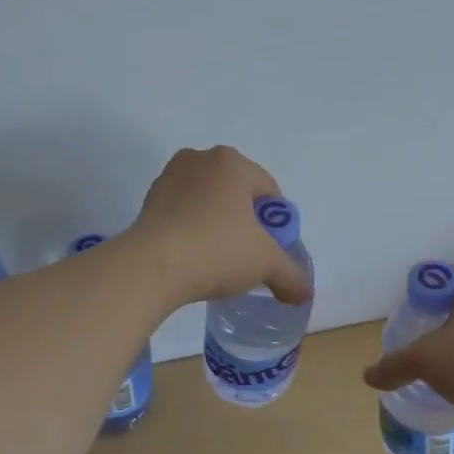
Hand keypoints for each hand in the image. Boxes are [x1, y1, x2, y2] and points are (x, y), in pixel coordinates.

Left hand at [125, 146, 314, 310]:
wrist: (152, 267)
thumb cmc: (217, 250)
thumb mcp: (265, 263)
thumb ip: (290, 275)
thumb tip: (304, 293)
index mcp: (232, 162)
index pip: (268, 190)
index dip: (275, 223)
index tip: (271, 250)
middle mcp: (200, 160)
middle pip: (236, 193)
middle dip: (245, 222)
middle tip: (248, 255)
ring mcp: (170, 178)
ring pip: (207, 202)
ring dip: (217, 224)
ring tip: (219, 259)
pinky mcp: (149, 200)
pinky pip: (183, 213)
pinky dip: (192, 230)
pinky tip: (194, 257)